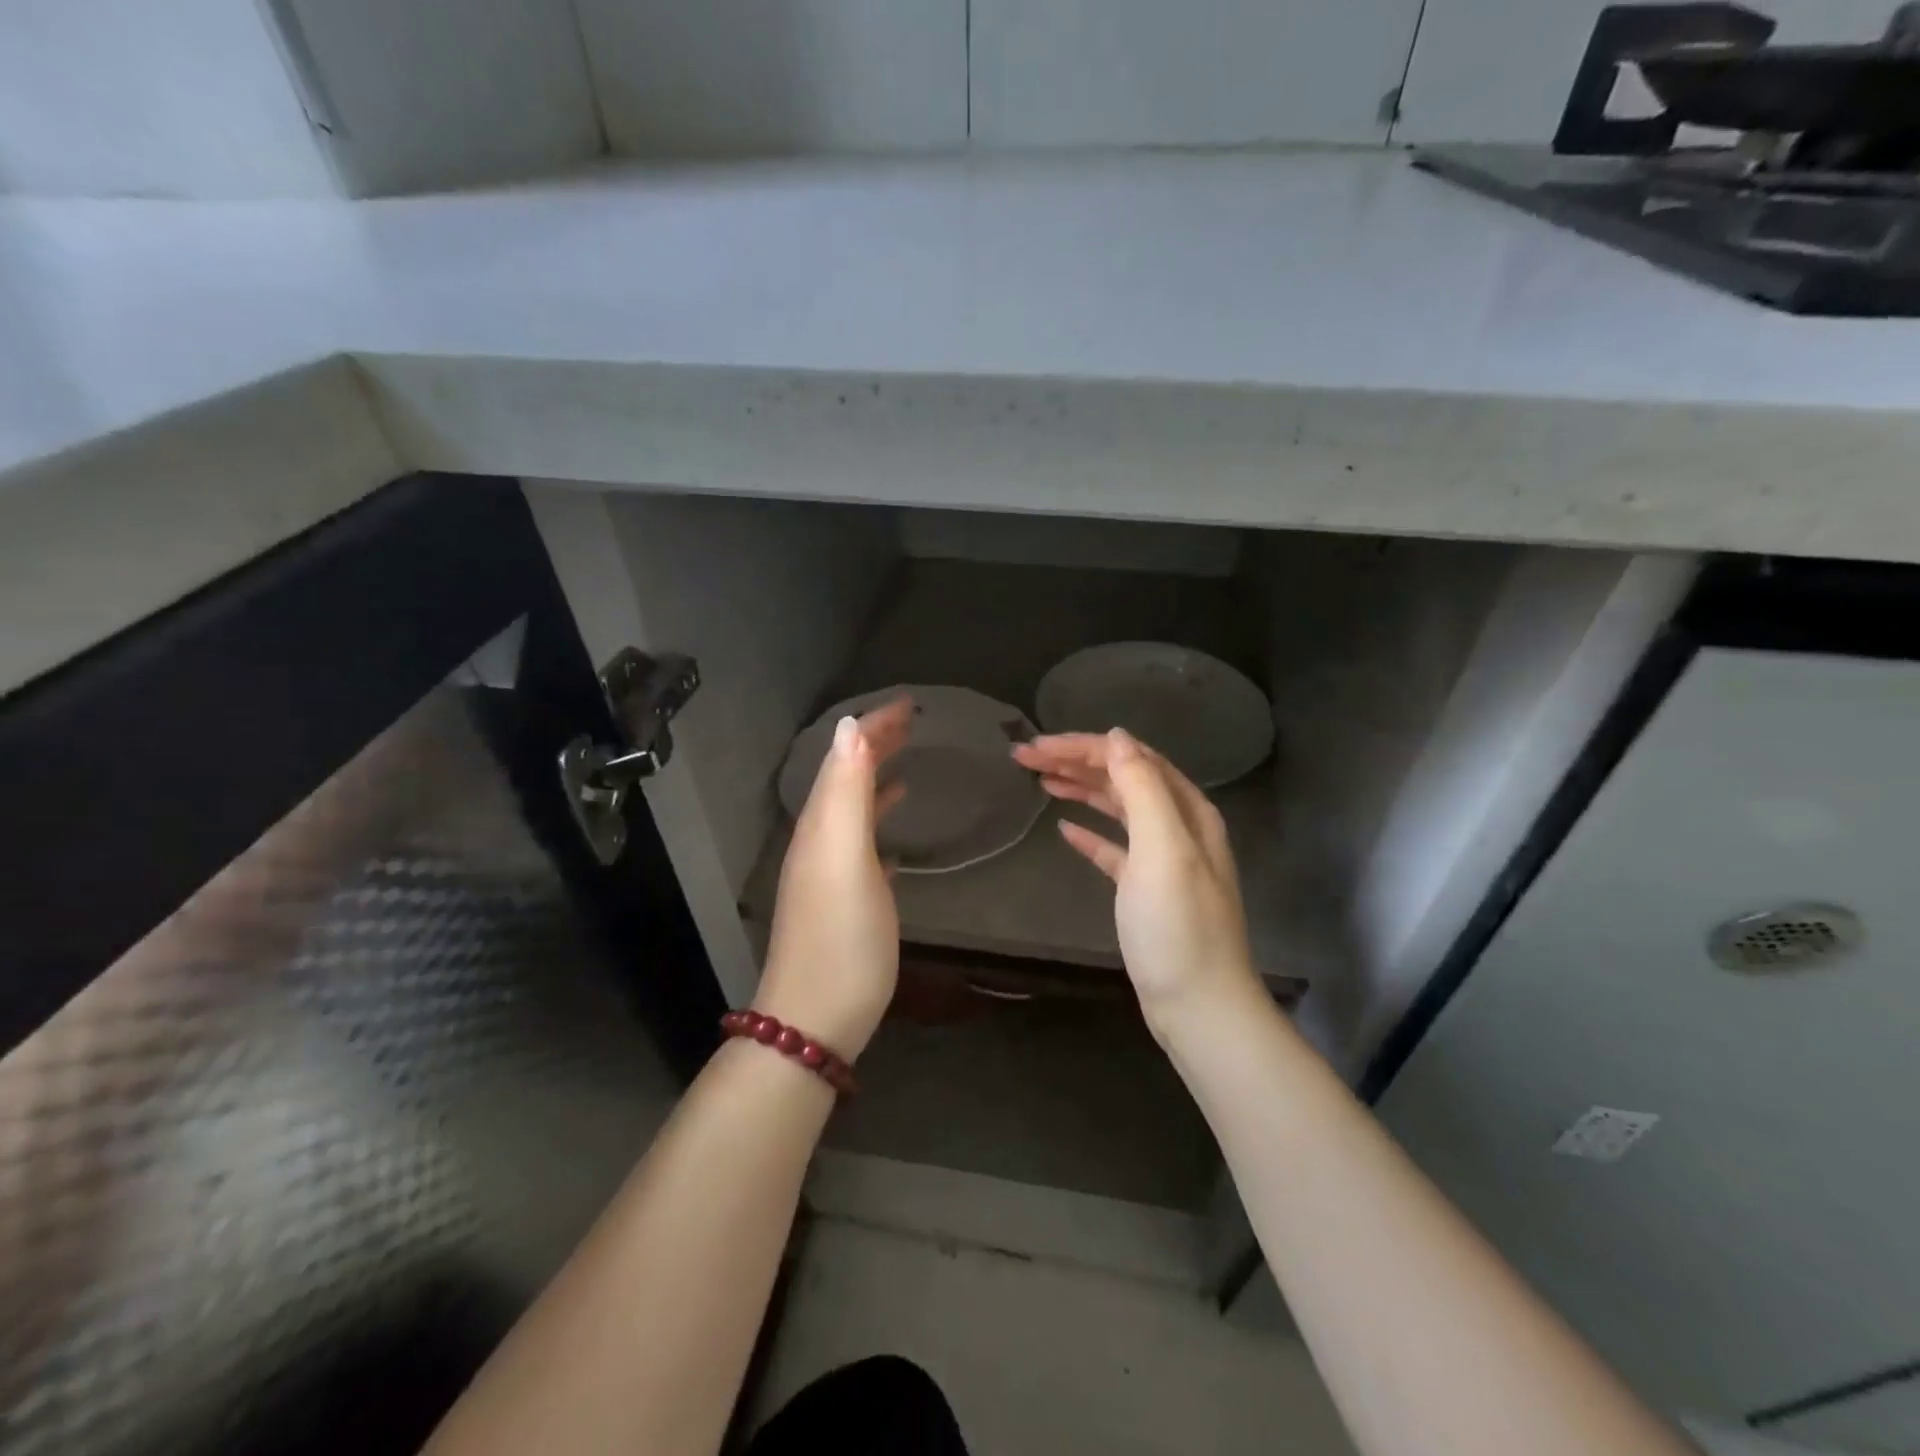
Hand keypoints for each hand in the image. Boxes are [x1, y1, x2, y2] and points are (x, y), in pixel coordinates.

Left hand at [755, 697, 912, 1059]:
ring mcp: (828, 874)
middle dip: (875, 746)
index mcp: (821, 826)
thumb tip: (849, 726)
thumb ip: (846, 791)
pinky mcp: (843, 902)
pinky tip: (895, 836)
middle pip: (847, 779)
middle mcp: (819, 842)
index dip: (873, 728)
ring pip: (853, 811)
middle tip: (912, 722)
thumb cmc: (841, 936)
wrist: (816, 1019)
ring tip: (906, 763)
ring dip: (877, 780)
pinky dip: (877, 826)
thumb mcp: (844, 857)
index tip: (909, 704)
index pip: (844, 759)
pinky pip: (861, 846)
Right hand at [1013, 729, 1261, 1031]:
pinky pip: (1114, 847)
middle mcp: (1177, 826)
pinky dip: (1090, 833)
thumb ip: (1142, 788)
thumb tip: (1117, 737)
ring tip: (1039, 780)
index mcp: (1186, 810)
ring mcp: (1162, 859)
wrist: (1198, 1005)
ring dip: (1079, 789)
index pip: (1130, 758)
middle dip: (1075, 762)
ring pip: (1117, 808)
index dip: (1083, 746)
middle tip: (1025, 758)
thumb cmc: (1177, 926)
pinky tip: (1064, 829)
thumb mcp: (1162, 849)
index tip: (1037, 746)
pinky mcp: (1145, 890)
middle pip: (1122, 778)